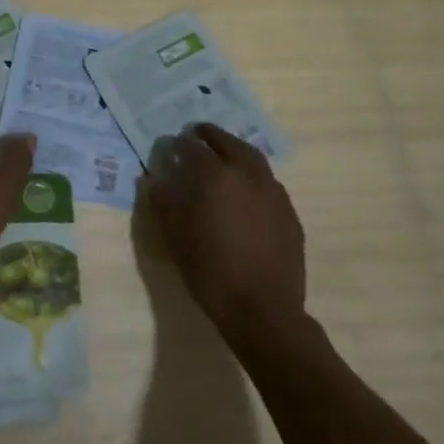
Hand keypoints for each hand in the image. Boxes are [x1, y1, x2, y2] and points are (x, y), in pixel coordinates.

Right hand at [142, 123, 305, 340]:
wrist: (264, 310)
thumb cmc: (211, 272)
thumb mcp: (176, 238)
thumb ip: (163, 203)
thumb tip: (154, 180)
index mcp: (217, 177)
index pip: (194, 148)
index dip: (179, 144)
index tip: (170, 145)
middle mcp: (248, 175)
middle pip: (229, 143)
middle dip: (211, 135)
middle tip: (197, 133)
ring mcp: (274, 192)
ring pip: (254, 159)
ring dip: (236, 150)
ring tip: (223, 155)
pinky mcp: (289, 212)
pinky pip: (268, 182)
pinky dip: (253, 175)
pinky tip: (246, 191)